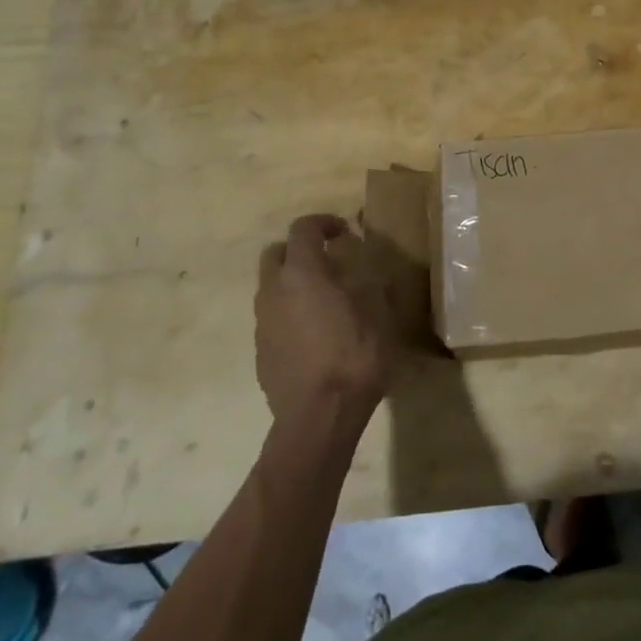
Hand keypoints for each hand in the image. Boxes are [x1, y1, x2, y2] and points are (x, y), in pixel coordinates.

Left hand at [255, 215, 395, 428]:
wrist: (319, 418)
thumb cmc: (354, 357)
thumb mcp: (379, 313)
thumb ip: (369, 282)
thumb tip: (364, 267)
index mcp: (303, 273)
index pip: (303, 229)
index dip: (323, 223)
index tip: (344, 232)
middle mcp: (274, 291)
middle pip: (275, 253)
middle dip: (299, 250)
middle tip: (328, 261)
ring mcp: (263, 323)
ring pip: (271, 287)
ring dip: (293, 283)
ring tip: (324, 300)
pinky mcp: (261, 351)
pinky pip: (273, 318)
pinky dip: (290, 313)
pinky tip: (315, 334)